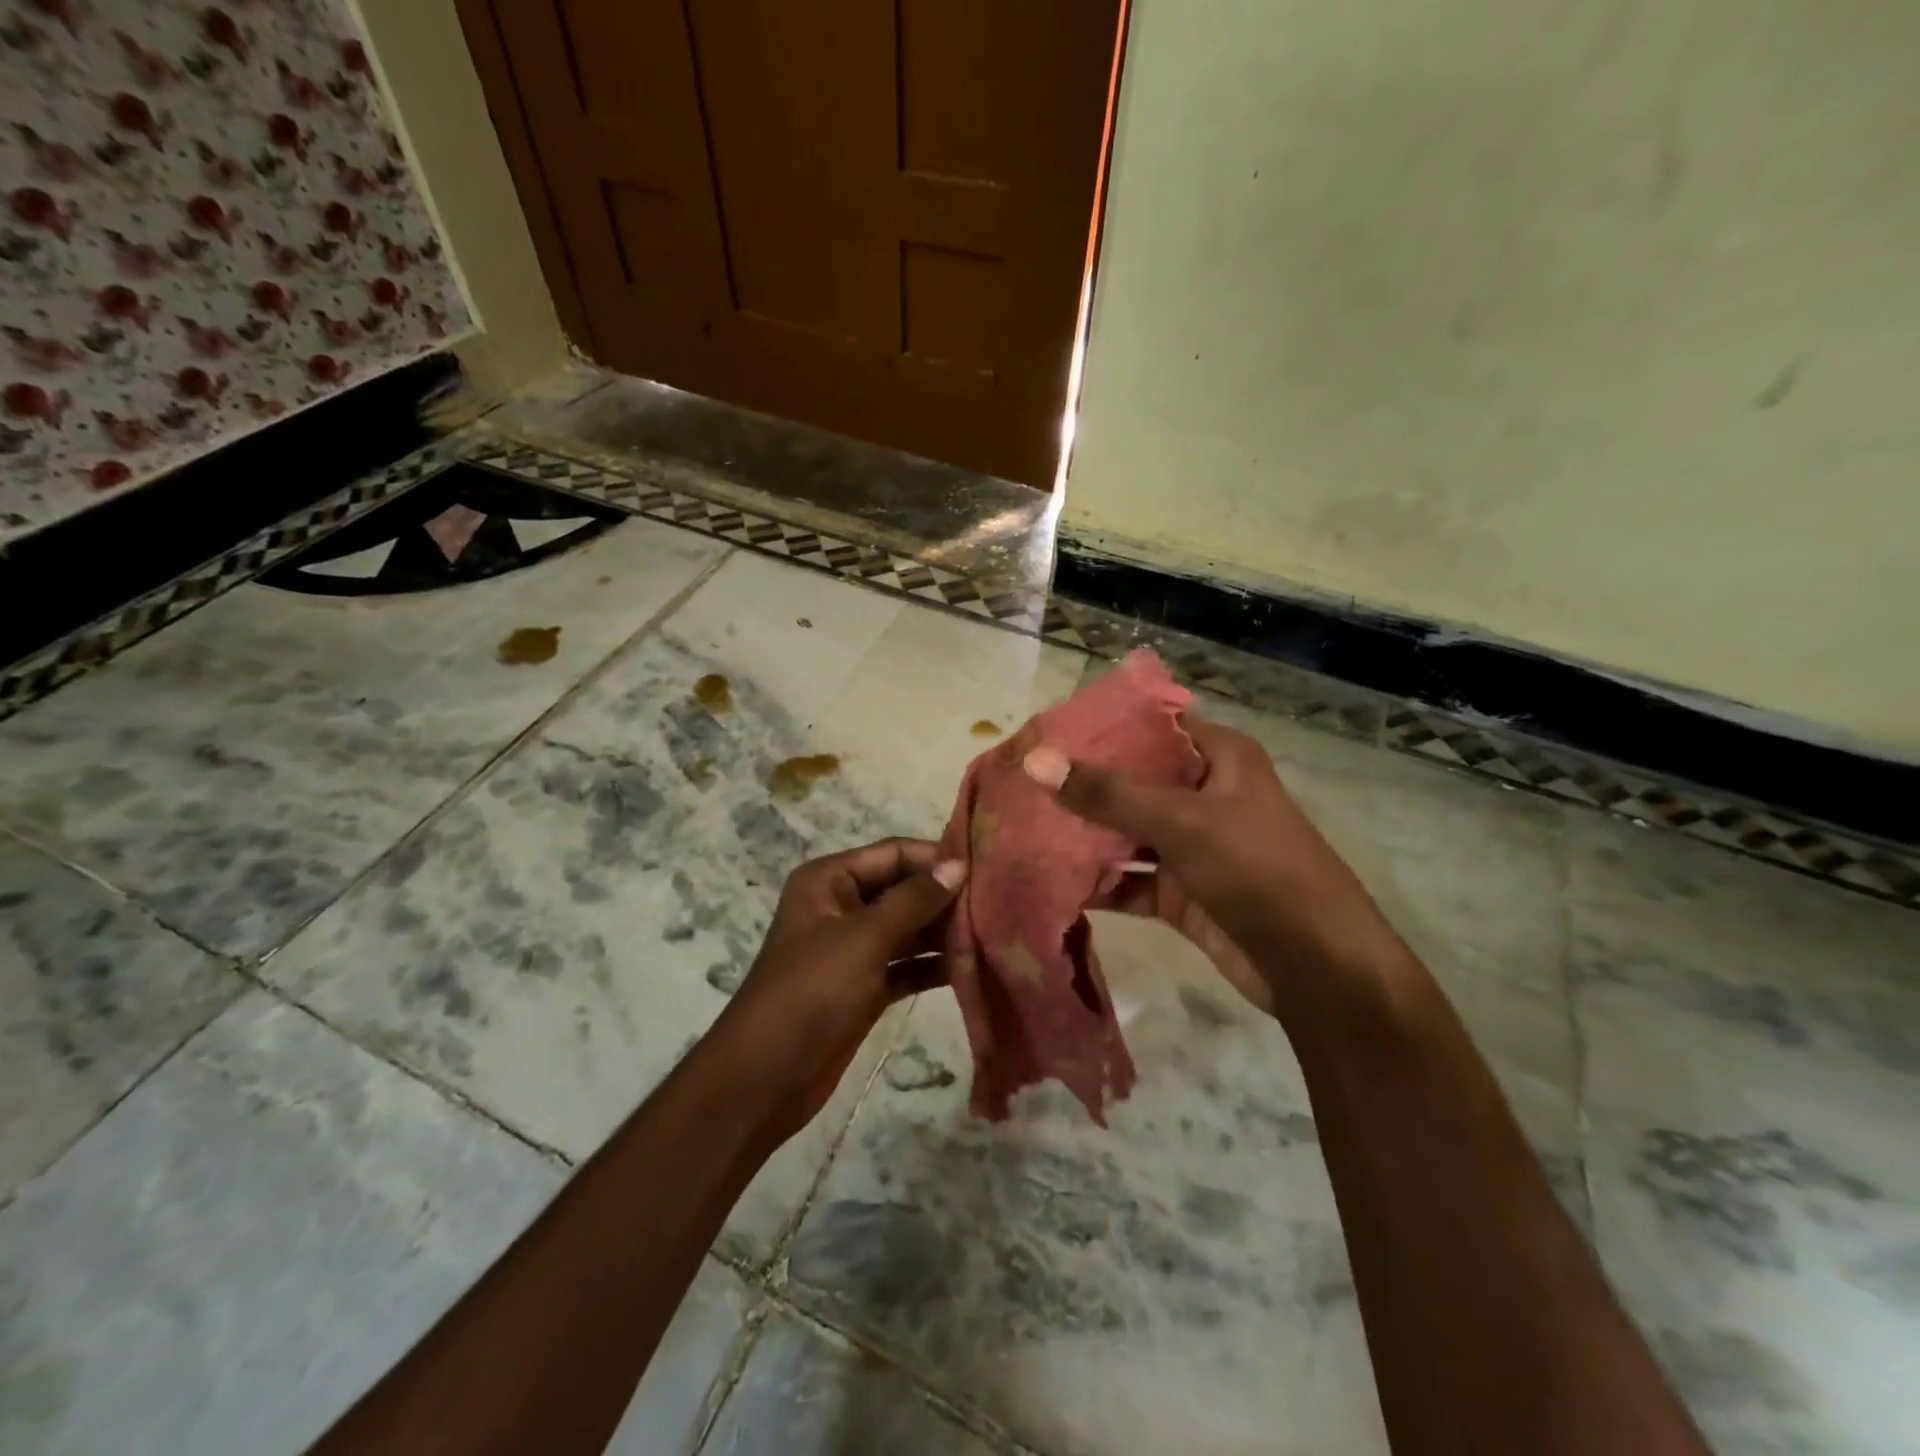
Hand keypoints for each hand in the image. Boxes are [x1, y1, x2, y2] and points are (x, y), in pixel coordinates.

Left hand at [714, 837, 965, 1141]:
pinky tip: (974, 966)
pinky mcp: (865, 986)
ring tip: (995, 931)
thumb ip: (913, 900)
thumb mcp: (863, 938)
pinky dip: (934, 965)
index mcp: (829, 880)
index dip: (936, 858)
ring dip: (945, 932)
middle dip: (946, 897)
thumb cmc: (810, 992)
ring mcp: (854, 948)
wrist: (765, 1078)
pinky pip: (907, 965)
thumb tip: (958, 865)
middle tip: (999, 901)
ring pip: (909, 929)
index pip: (893, 853)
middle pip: (904, 890)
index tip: (985, 866)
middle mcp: (842, 906)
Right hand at [1024, 718, 1404, 1023]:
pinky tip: (1049, 880)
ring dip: (1084, 836)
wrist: (1318, 969)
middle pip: (1133, 781)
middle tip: (1020, 783)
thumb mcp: (1181, 822)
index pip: (1151, 727)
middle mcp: (1206, 795)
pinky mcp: (1183, 894)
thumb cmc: (1257, 871)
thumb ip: (1107, 794)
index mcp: (1219, 758)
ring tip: (1022, 828)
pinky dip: (1099, 882)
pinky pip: (1131, 880)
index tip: (1044, 732)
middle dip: (1081, 785)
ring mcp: (1194, 847)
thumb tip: (1036, 760)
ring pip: (1128, 833)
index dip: (1100, 728)